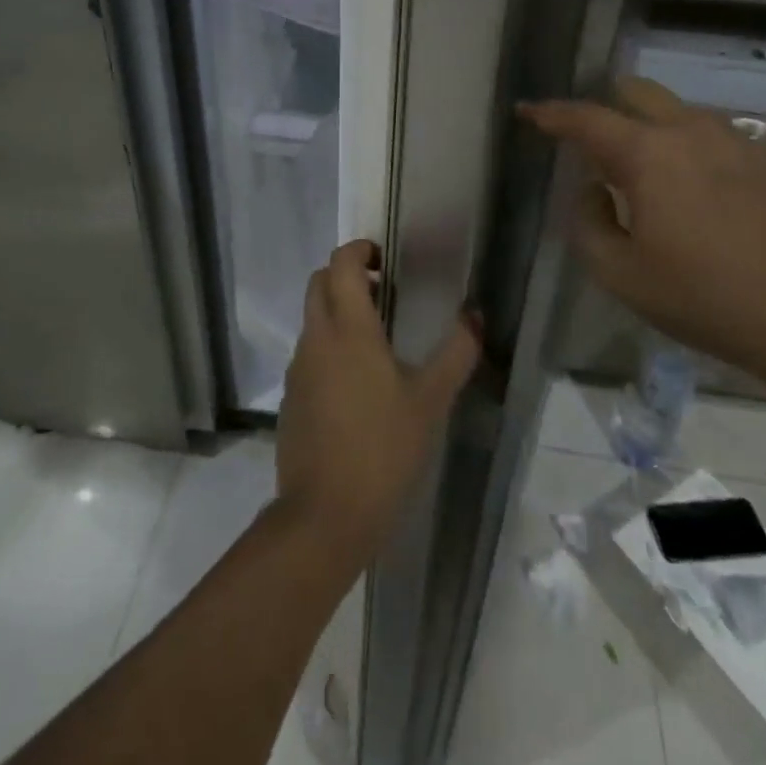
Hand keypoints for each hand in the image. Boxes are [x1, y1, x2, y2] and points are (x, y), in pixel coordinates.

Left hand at [275, 240, 481, 572]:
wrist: (324, 515)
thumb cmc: (383, 449)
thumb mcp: (431, 400)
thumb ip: (456, 352)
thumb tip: (475, 315)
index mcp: (348, 329)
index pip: (341, 264)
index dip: (359, 249)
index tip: (384, 258)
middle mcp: (316, 338)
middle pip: (319, 283)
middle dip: (346, 275)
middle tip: (383, 292)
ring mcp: (297, 368)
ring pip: (312, 319)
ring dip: (337, 312)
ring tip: (376, 339)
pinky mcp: (290, 397)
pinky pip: (308, 354)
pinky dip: (328, 346)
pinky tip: (356, 383)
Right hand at [521, 78, 765, 391]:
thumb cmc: (702, 297)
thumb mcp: (619, 274)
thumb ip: (587, 223)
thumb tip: (592, 190)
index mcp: (648, 154)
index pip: (586, 118)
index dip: (551, 114)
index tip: (527, 111)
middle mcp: (690, 131)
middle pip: (636, 92)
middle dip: (604, 106)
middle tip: (588, 141)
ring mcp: (734, 141)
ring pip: (676, 110)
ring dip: (647, 125)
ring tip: (638, 168)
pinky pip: (710, 134)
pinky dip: (683, 143)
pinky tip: (689, 186)